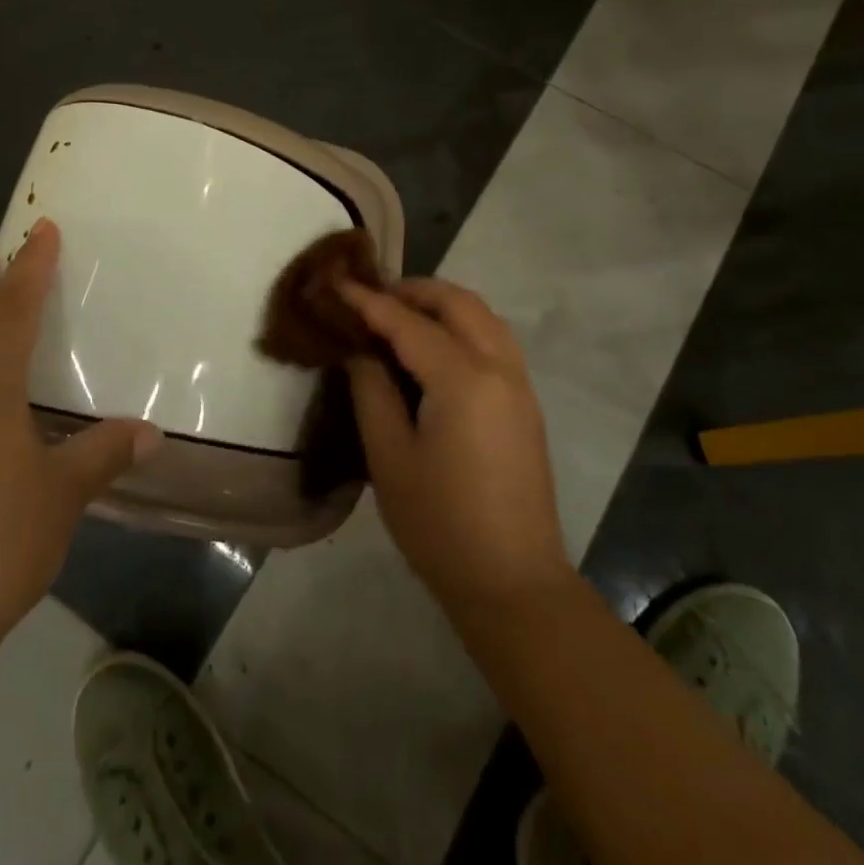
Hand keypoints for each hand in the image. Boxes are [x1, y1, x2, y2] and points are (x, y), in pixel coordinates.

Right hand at [341, 278, 570, 618]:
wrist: (511, 581)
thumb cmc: (439, 523)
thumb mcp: (389, 457)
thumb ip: (372, 391)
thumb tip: (361, 351)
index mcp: (463, 379)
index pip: (408, 323)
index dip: (369, 301)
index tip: (338, 282)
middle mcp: (499, 368)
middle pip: (458, 303)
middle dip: (413, 290)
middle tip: (372, 298)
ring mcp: (520, 385)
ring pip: (483, 317)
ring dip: (442, 305)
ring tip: (400, 316)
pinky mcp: (526, 404)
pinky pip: (495, 340)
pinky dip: (463, 326)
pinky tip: (434, 348)